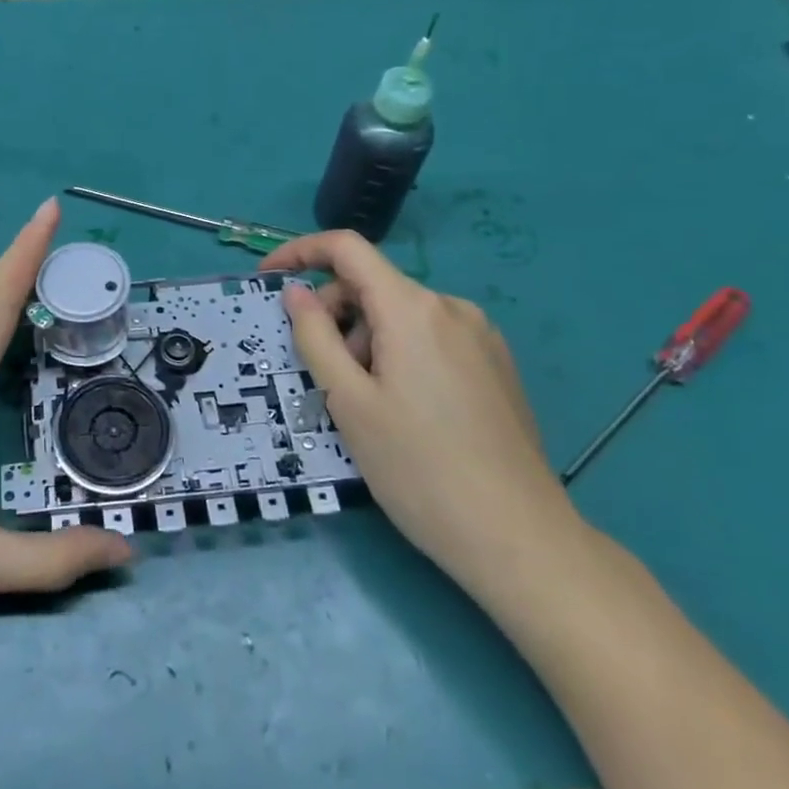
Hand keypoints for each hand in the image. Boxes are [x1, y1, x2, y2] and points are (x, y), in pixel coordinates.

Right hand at [260, 231, 577, 589]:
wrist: (520, 540)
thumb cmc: (419, 469)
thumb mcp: (347, 402)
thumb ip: (314, 336)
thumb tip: (296, 292)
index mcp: (413, 308)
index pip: (347, 248)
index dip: (300, 252)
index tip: (268, 280)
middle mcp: (451, 307)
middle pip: (373, 286)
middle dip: (334, 316)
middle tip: (323, 377)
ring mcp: (480, 336)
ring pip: (400, 316)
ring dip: (366, 342)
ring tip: (367, 407)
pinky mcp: (495, 365)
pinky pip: (430, 339)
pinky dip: (398, 355)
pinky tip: (404, 411)